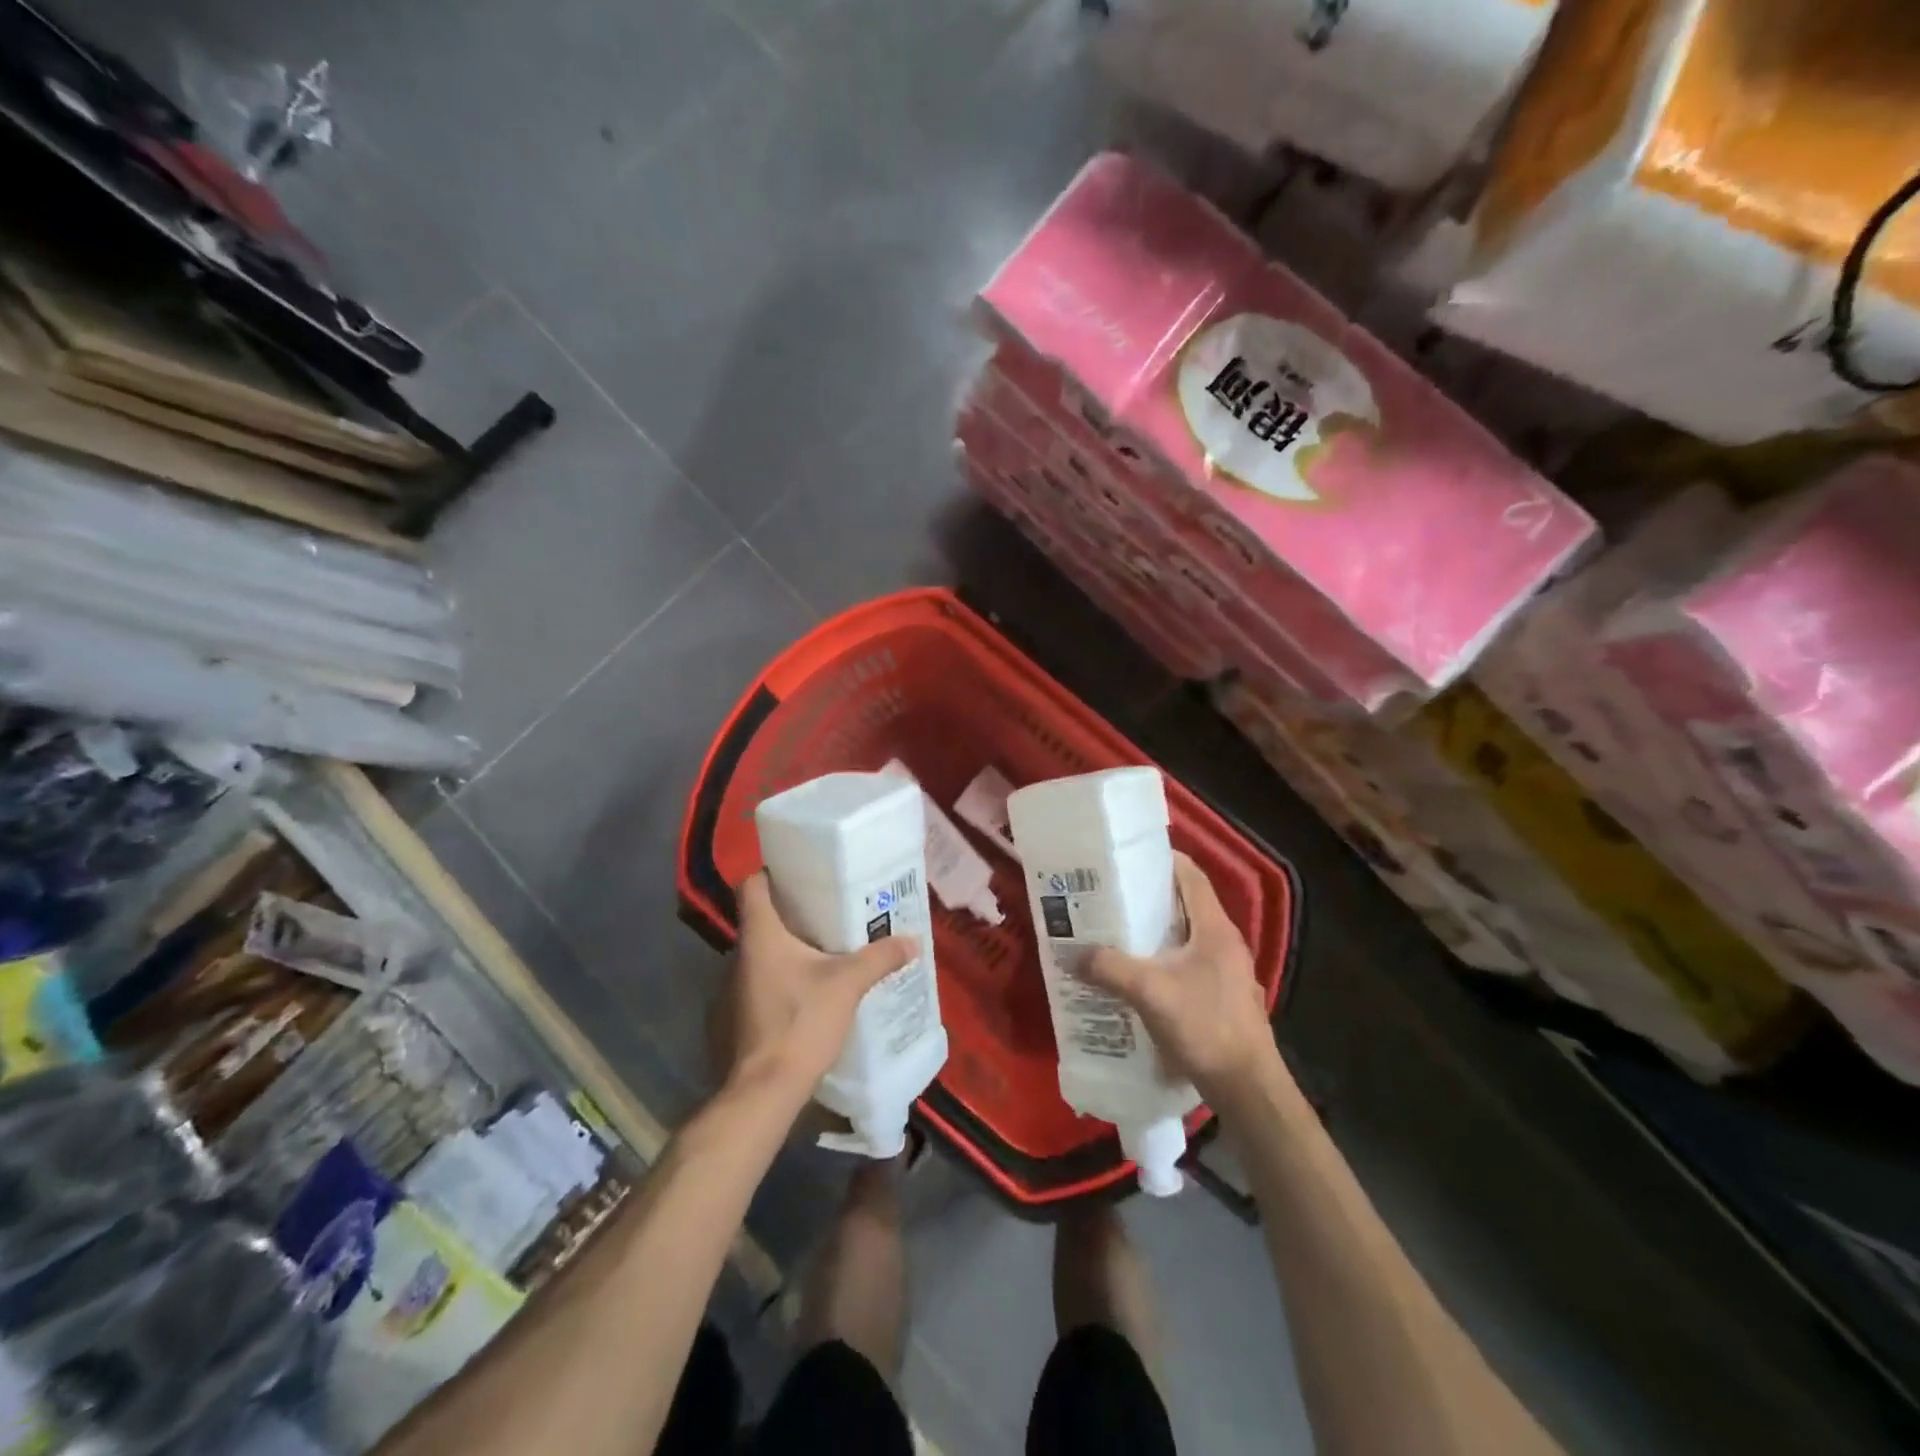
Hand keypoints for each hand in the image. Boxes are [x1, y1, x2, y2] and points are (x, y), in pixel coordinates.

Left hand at [715, 873, 918, 1111]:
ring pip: (764, 951)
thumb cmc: (801, 1021)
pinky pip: (764, 980)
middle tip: (829, 908)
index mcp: (760, 935)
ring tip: (827, 946)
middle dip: (794, 910)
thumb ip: (880, 958)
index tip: (802, 874)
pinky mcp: (742, 1014)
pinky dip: (785, 975)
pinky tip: (813, 987)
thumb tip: (912, 940)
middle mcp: (741, 954)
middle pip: (763, 917)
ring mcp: (736, 987)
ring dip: (790, 946)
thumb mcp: (848, 984)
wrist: (766, 1089)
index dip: (773, 873)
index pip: (752, 885)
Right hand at [1085, 853, 1281, 1107]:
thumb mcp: (1150, 993)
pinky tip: (1139, 973)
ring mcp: (1227, 970)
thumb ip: (1110, 969)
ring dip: (1156, 929)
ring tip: (1117, 930)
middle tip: (1110, 894)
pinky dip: (1164, 957)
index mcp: (1215, 929)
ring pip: (1187, 934)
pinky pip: (1189, 961)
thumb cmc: (1205, 1027)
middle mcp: (1224, 942)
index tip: (1126, 858)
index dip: (1162, 860)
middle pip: (1186, 903)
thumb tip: (1071, 954)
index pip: (1191, 876)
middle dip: (1149, 896)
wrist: (1248, 1088)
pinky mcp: (1222, 994)